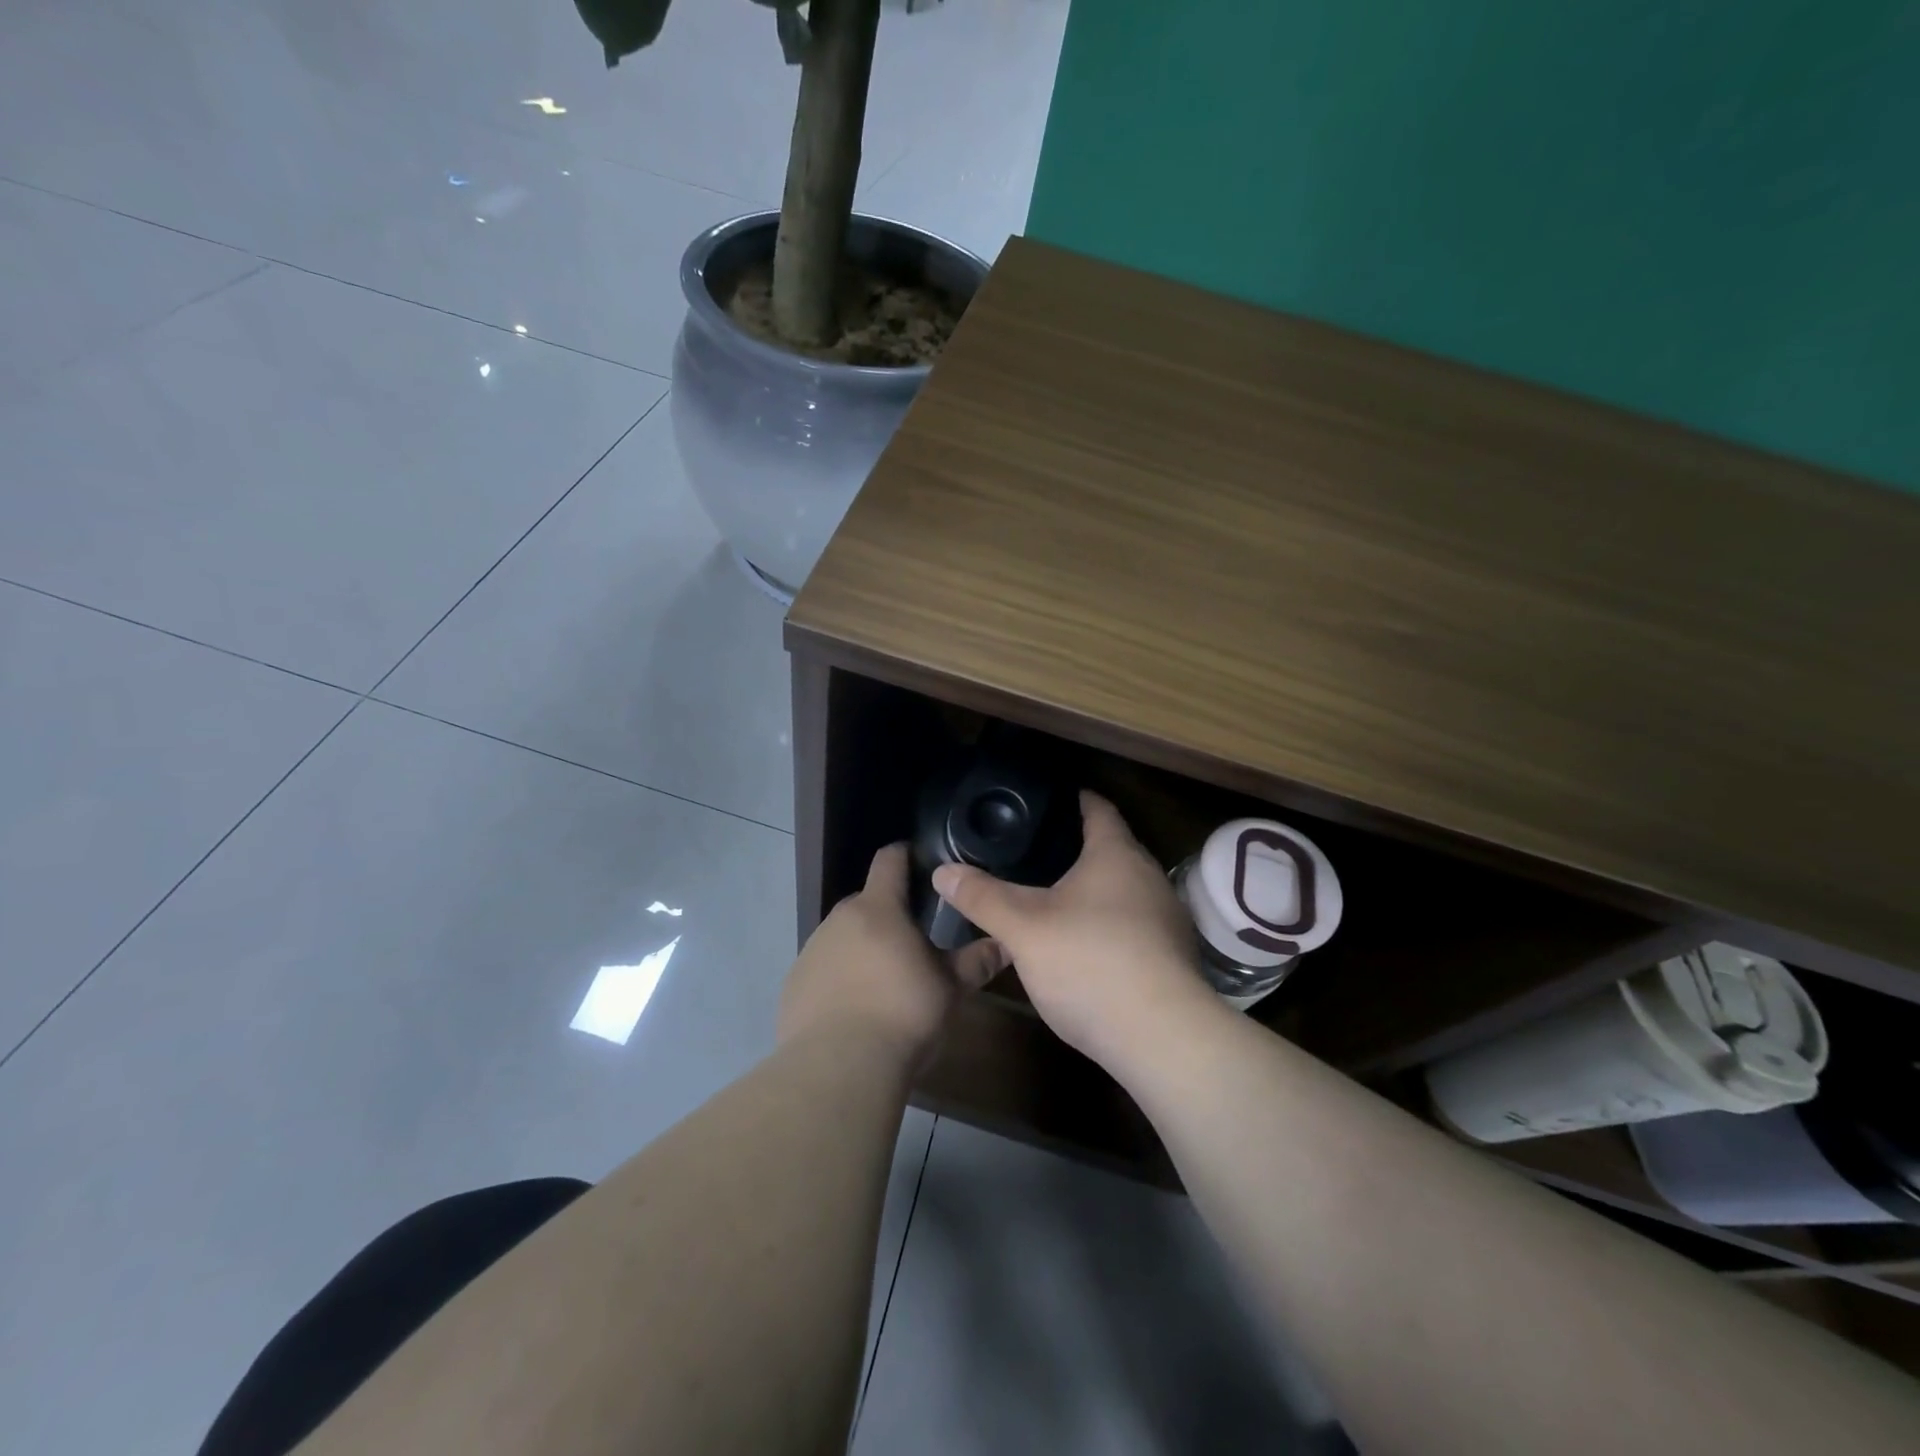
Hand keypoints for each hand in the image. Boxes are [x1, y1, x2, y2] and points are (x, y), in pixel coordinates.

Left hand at [778, 843, 1007, 1067]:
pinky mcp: (794, 985)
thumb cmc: (903, 1015)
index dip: (906, 855)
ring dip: (862, 948)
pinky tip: (854, 1011)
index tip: (922, 863)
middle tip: (914, 942)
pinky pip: (823, 970)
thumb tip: (1006, 943)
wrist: (838, 1068)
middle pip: (866, 902)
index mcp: (878, 909)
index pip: (890, 860)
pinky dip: (839, 979)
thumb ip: (977, 961)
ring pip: (843, 937)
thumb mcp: (950, 988)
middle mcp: (839, 920)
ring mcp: (811, 951)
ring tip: (885, 983)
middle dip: (888, 914)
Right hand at [931, 792, 1222, 1069]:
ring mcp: (1165, 919)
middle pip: (1110, 848)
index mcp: (1117, 855)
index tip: (1042, 800)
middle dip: (1074, 847)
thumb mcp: (1024, 929)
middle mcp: (1148, 877)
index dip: (1071, 799)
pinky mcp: (1171, 956)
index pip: (1097, 808)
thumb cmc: (1091, 963)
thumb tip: (943, 871)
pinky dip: (1104, 922)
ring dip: (1090, 889)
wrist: (1162, 1039)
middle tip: (1029, 850)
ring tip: (1047, 895)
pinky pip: (1131, 924)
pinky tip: (1079, 943)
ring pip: (1121, 889)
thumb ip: (983, 897)